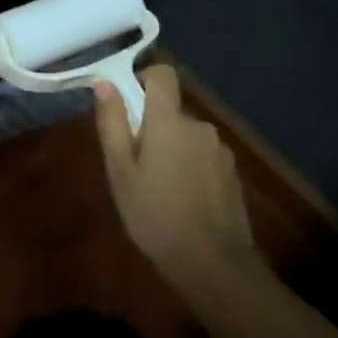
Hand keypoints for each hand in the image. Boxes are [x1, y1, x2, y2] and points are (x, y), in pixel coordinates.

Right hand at [93, 65, 263, 299]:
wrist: (214, 264)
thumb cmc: (156, 215)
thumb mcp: (120, 172)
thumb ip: (113, 123)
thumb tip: (105, 83)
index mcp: (169, 121)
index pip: (162, 74)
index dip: (144, 79)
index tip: (129, 104)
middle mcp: (199, 126)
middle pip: (171, 111)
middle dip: (153, 128)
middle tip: (136, 165)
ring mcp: (220, 150)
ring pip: (188, 136)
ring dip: (173, 150)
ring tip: (160, 189)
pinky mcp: (232, 173)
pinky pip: (204, 157)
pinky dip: (191, 168)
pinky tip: (184, 202)